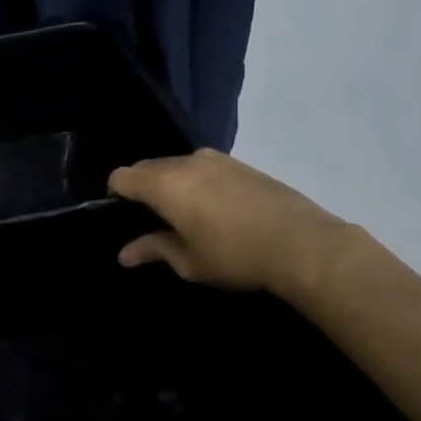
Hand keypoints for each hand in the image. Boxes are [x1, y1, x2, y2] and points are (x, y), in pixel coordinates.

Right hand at [107, 149, 362, 300]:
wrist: (303, 244)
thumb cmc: (235, 256)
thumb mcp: (188, 261)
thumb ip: (153, 249)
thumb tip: (125, 254)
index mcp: (165, 184)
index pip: (122, 176)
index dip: (116, 195)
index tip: (124, 217)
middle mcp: (187, 162)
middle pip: (148, 166)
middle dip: (142, 188)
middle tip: (153, 220)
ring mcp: (217, 159)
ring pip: (177, 165)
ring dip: (171, 183)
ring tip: (184, 215)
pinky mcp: (241, 163)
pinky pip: (203, 167)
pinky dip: (196, 181)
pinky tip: (213, 208)